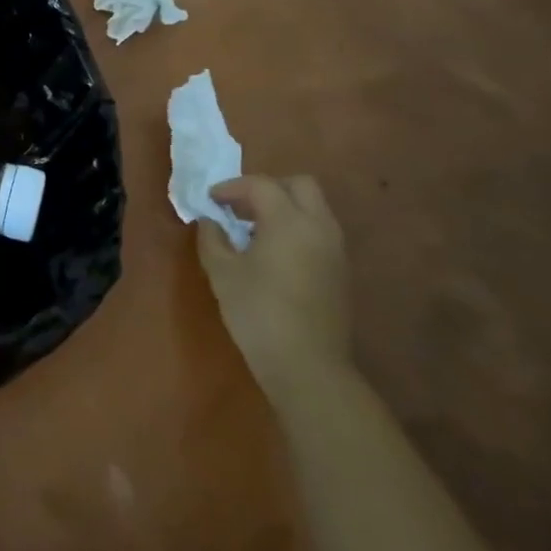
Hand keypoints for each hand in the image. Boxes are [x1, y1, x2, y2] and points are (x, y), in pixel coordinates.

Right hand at [196, 175, 350, 412]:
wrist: (307, 365)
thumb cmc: (258, 312)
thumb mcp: (222, 273)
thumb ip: (212, 238)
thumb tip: (210, 222)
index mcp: (289, 221)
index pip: (261, 185)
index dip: (231, 187)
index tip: (210, 200)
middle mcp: (319, 227)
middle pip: (299, 185)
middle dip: (267, 188)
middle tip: (239, 207)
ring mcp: (335, 249)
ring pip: (313, 208)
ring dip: (283, 208)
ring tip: (252, 230)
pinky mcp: (340, 271)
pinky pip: (318, 231)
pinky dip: (295, 227)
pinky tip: (272, 253)